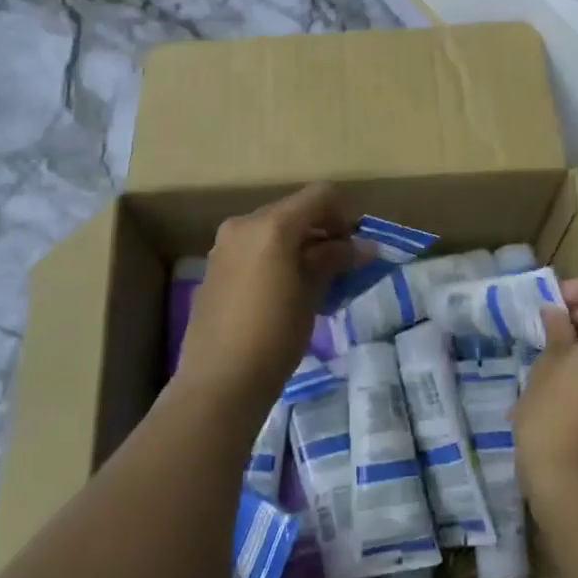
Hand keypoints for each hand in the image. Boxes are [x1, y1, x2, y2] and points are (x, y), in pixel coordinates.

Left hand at [176, 183, 358, 416]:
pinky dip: (277, 254)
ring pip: (273, 228)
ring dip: (300, 242)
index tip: (357, 242)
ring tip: (318, 277)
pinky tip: (288, 288)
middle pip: (294, 209)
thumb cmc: (274, 335)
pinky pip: (254, 247)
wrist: (219, 382)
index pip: (319, 195)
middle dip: (322, 229)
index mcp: (271, 225)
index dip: (345, 212)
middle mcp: (244, 224)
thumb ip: (334, 261)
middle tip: (343, 261)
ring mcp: (225, 245)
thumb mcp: (311, 295)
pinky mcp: (215, 267)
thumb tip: (362, 247)